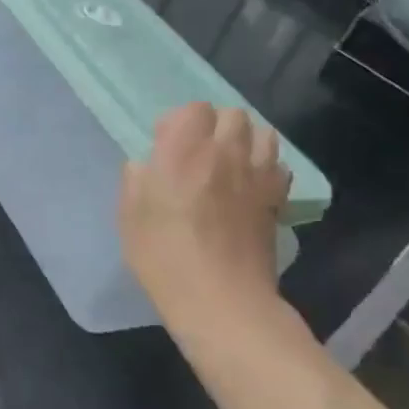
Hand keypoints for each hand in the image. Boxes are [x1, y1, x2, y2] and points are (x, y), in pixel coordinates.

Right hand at [120, 103, 289, 329]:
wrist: (221, 298)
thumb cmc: (164, 256)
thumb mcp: (129, 217)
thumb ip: (135, 181)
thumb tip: (146, 166)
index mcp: (183, 151)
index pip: (194, 109)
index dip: (179, 122)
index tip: (165, 146)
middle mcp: (225, 153)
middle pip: (233, 115)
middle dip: (215, 126)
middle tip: (198, 154)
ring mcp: (257, 175)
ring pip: (263, 133)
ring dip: (245, 141)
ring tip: (229, 164)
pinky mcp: (277, 199)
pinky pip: (279, 165)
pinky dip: (266, 168)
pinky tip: (250, 187)